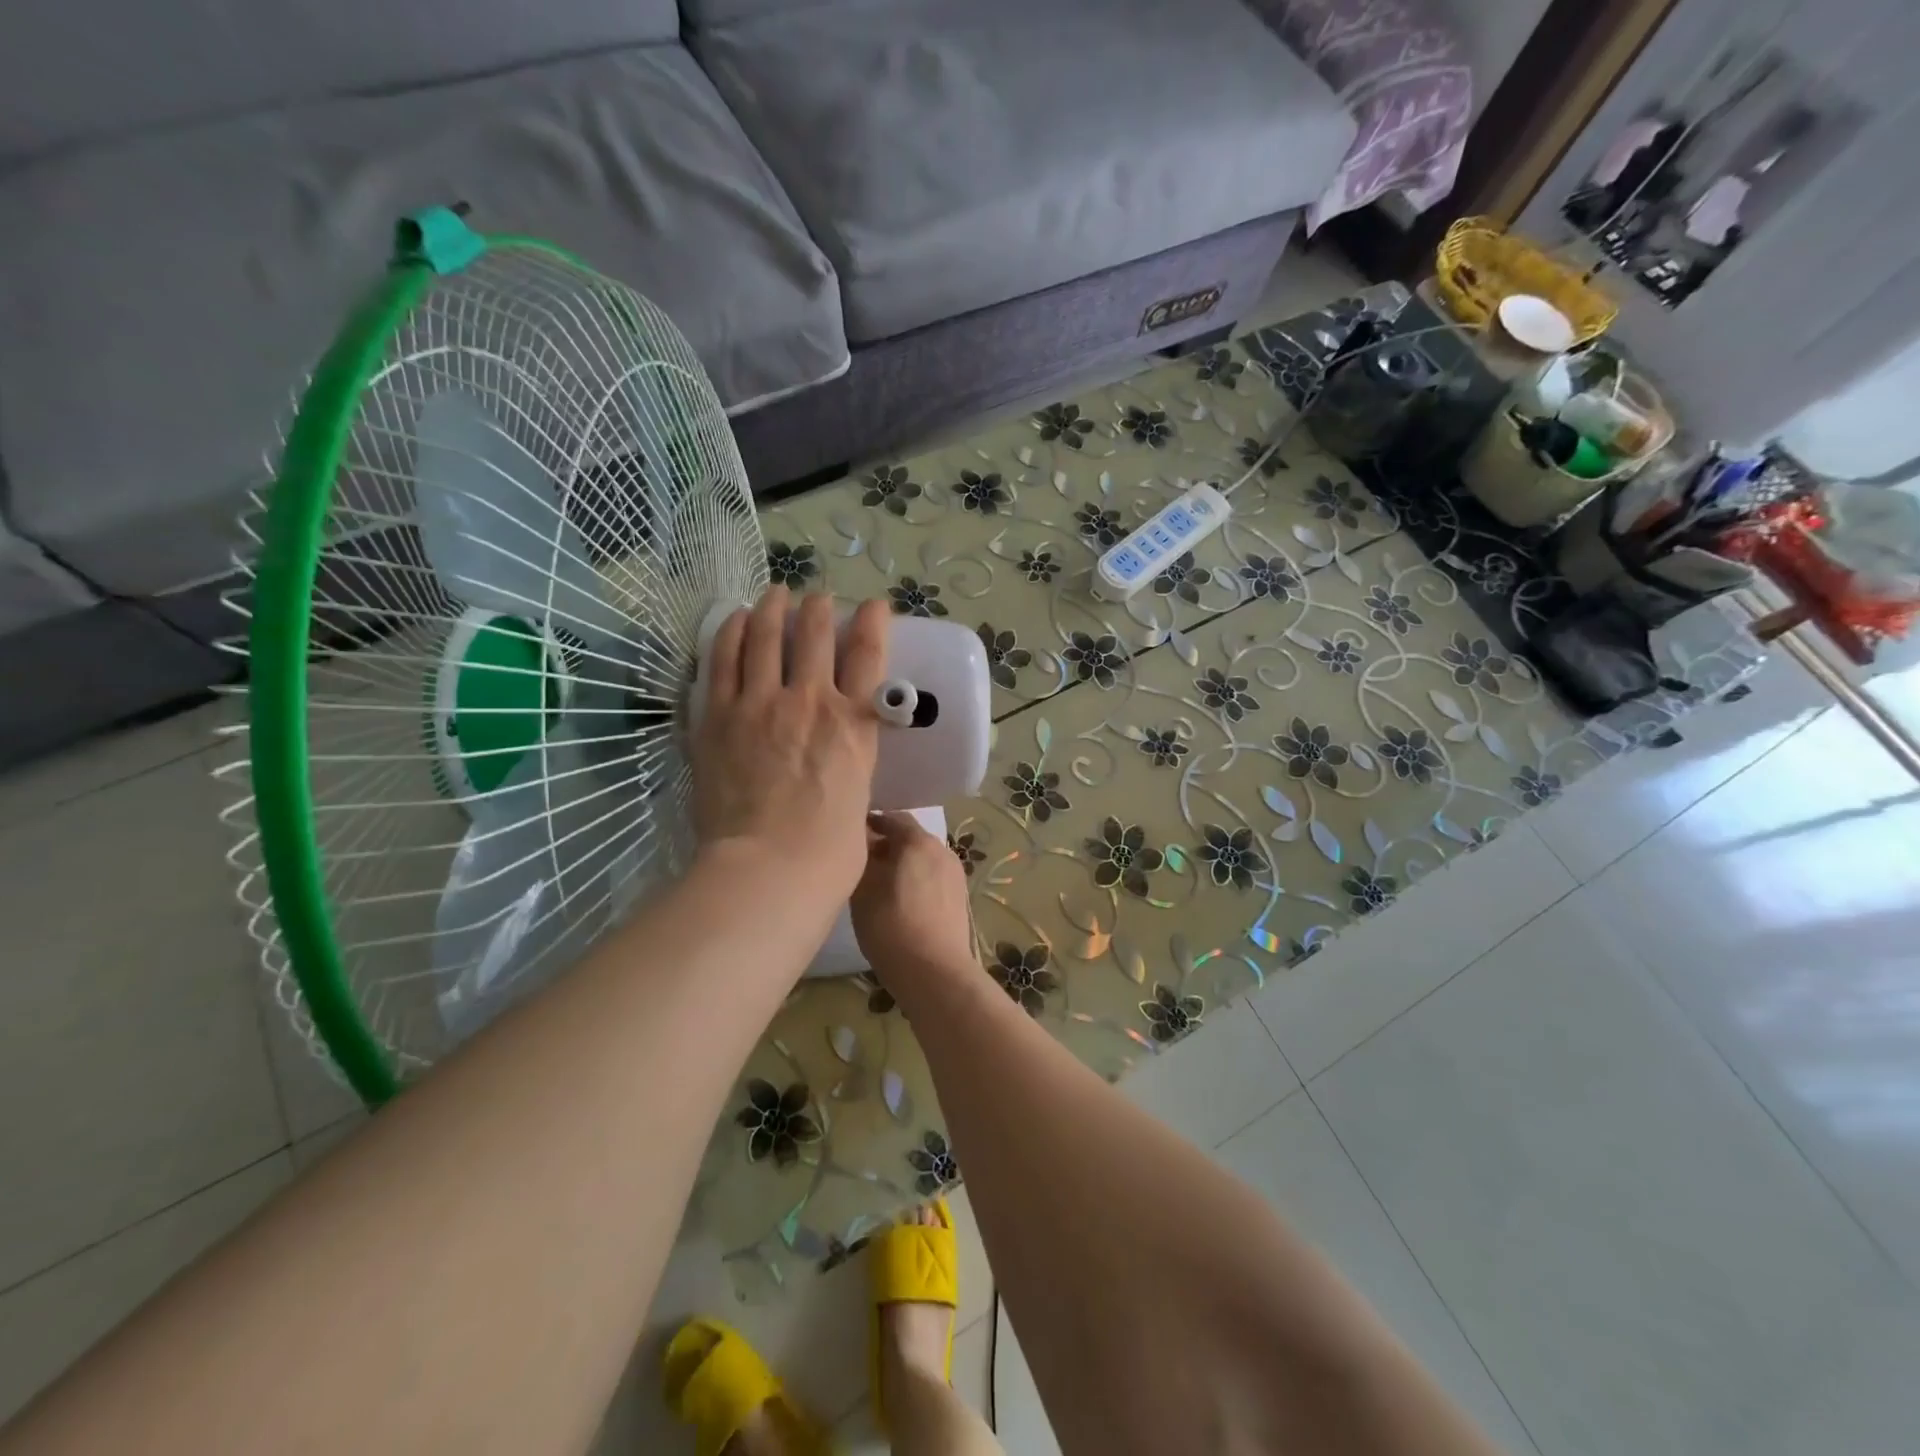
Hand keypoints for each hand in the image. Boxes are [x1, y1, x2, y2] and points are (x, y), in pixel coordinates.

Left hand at [692, 589, 888, 915]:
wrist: (768, 870)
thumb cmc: (829, 854)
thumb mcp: (860, 803)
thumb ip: (853, 775)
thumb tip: (845, 779)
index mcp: (855, 725)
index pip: (869, 656)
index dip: (874, 622)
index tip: (875, 606)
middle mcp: (811, 701)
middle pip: (816, 635)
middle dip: (821, 609)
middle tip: (819, 599)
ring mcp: (760, 704)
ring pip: (766, 637)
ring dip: (773, 608)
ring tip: (775, 593)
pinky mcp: (718, 717)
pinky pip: (722, 660)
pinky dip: (729, 632)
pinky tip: (733, 618)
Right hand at [851, 811, 976, 996]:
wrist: (934, 971)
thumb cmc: (891, 925)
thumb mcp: (863, 888)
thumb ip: (862, 857)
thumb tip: (863, 840)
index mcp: (918, 841)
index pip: (892, 817)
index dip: (871, 822)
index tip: (851, 833)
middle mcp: (941, 849)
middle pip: (910, 838)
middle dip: (887, 845)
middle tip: (862, 861)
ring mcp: (954, 874)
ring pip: (922, 859)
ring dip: (902, 864)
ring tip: (879, 884)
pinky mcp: (959, 897)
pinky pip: (932, 878)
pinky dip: (916, 880)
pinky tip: (901, 902)